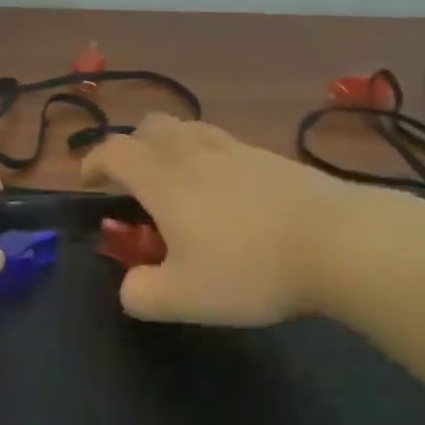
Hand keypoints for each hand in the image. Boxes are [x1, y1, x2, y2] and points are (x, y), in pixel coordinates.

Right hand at [79, 114, 358, 325]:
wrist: (337, 241)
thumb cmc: (250, 268)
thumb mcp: (185, 298)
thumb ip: (142, 294)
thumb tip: (130, 286)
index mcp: (164, 178)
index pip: (114, 151)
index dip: (93, 161)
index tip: (88, 181)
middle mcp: (194, 151)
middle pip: (151, 126)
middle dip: (133, 147)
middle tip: (134, 182)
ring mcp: (235, 148)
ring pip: (189, 129)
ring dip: (171, 147)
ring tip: (179, 184)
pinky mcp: (269, 156)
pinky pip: (223, 143)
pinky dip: (207, 157)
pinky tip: (226, 194)